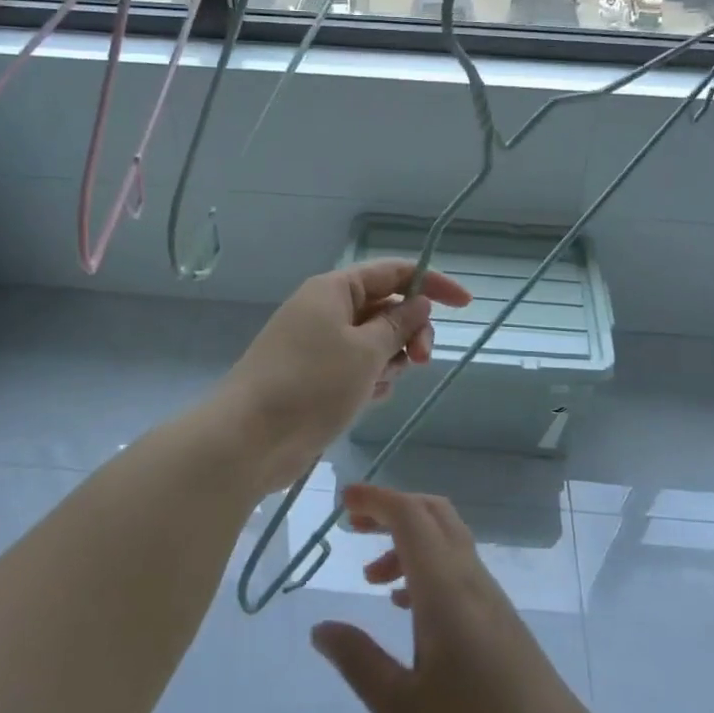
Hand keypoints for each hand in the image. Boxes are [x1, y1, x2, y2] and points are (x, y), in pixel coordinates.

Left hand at [213, 261, 472, 493]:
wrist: (248, 440)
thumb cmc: (311, 385)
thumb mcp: (366, 351)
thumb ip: (398, 325)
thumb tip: (418, 302)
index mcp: (334, 290)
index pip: (392, 272)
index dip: (431, 283)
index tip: (465, 305)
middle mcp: (325, 311)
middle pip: (385, 308)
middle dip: (410, 331)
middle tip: (422, 360)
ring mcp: (317, 345)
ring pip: (373, 342)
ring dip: (390, 360)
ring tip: (382, 385)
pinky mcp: (314, 378)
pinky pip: (356, 368)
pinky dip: (370, 380)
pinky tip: (368, 400)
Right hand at [310, 485, 606, 712]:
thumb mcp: (401, 710)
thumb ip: (358, 661)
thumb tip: (321, 628)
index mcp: (445, 589)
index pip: (410, 516)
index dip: (376, 499)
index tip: (343, 499)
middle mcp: (470, 580)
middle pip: (432, 514)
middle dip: (391, 509)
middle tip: (353, 526)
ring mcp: (491, 598)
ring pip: (447, 539)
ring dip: (407, 541)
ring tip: (371, 578)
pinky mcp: (501, 620)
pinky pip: (458, 568)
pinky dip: (426, 566)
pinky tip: (408, 608)